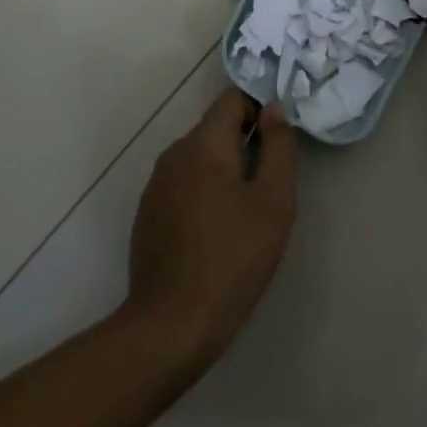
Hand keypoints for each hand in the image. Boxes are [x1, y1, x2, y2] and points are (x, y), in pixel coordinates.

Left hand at [126, 90, 297, 371]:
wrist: (171, 327)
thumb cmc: (232, 259)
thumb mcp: (273, 202)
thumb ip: (278, 147)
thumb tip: (275, 109)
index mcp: (202, 143)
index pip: (233, 99)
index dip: (260, 110)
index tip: (278, 143)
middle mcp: (173, 154)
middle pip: (216, 130)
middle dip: (244, 147)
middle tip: (268, 187)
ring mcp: (155, 186)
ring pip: (199, 160)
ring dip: (224, 173)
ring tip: (244, 216)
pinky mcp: (147, 215)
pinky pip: (183, 186)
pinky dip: (203, 196)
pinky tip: (215, 235)